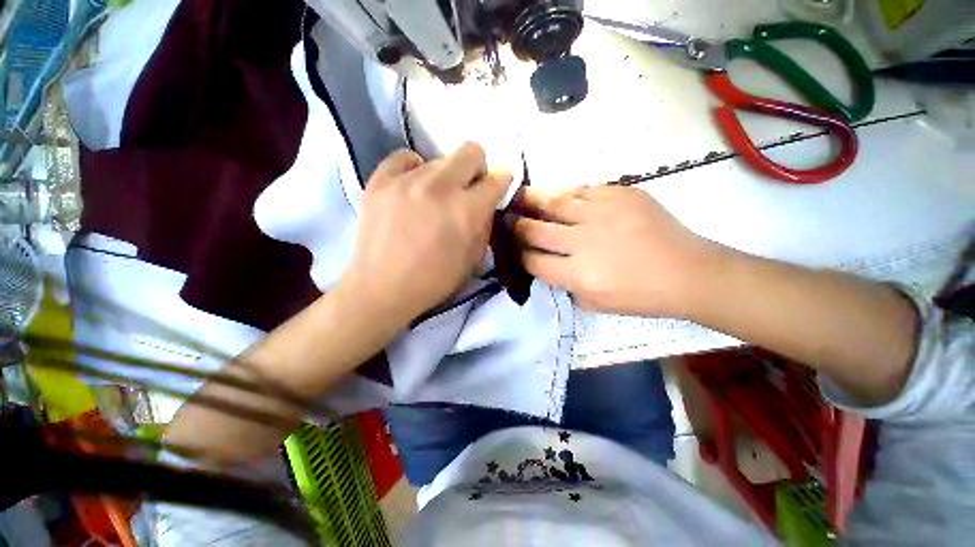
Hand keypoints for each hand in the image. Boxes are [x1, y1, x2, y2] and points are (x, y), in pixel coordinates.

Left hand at [340, 143, 510, 326]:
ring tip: (433, 199)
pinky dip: (414, 169)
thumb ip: (485, 224)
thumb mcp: (474, 259)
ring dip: (444, 177)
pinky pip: (404, 157)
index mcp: (467, 210)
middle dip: (477, 169)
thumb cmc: (435, 280)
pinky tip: (412, 188)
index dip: (501, 181)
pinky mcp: (379, 180)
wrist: (383, 288)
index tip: (496, 187)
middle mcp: (440, 186)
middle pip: (471, 151)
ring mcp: (406, 180)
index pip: (497, 177)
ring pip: (439, 159)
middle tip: (467, 190)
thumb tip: (486, 202)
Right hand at [514, 185, 721, 316]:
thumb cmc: (639, 295)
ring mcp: (600, 214)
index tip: (515, 249)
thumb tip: (547, 264)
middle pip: (534, 230)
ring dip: (531, 200)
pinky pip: (581, 189)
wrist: (687, 272)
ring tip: (520, 197)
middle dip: (516, 226)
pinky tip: (557, 195)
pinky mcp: (618, 194)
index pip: (532, 261)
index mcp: (577, 274)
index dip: (518, 255)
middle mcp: (582, 242)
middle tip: (509, 220)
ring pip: (552, 202)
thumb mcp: (594, 303)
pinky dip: (564, 193)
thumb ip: (564, 284)